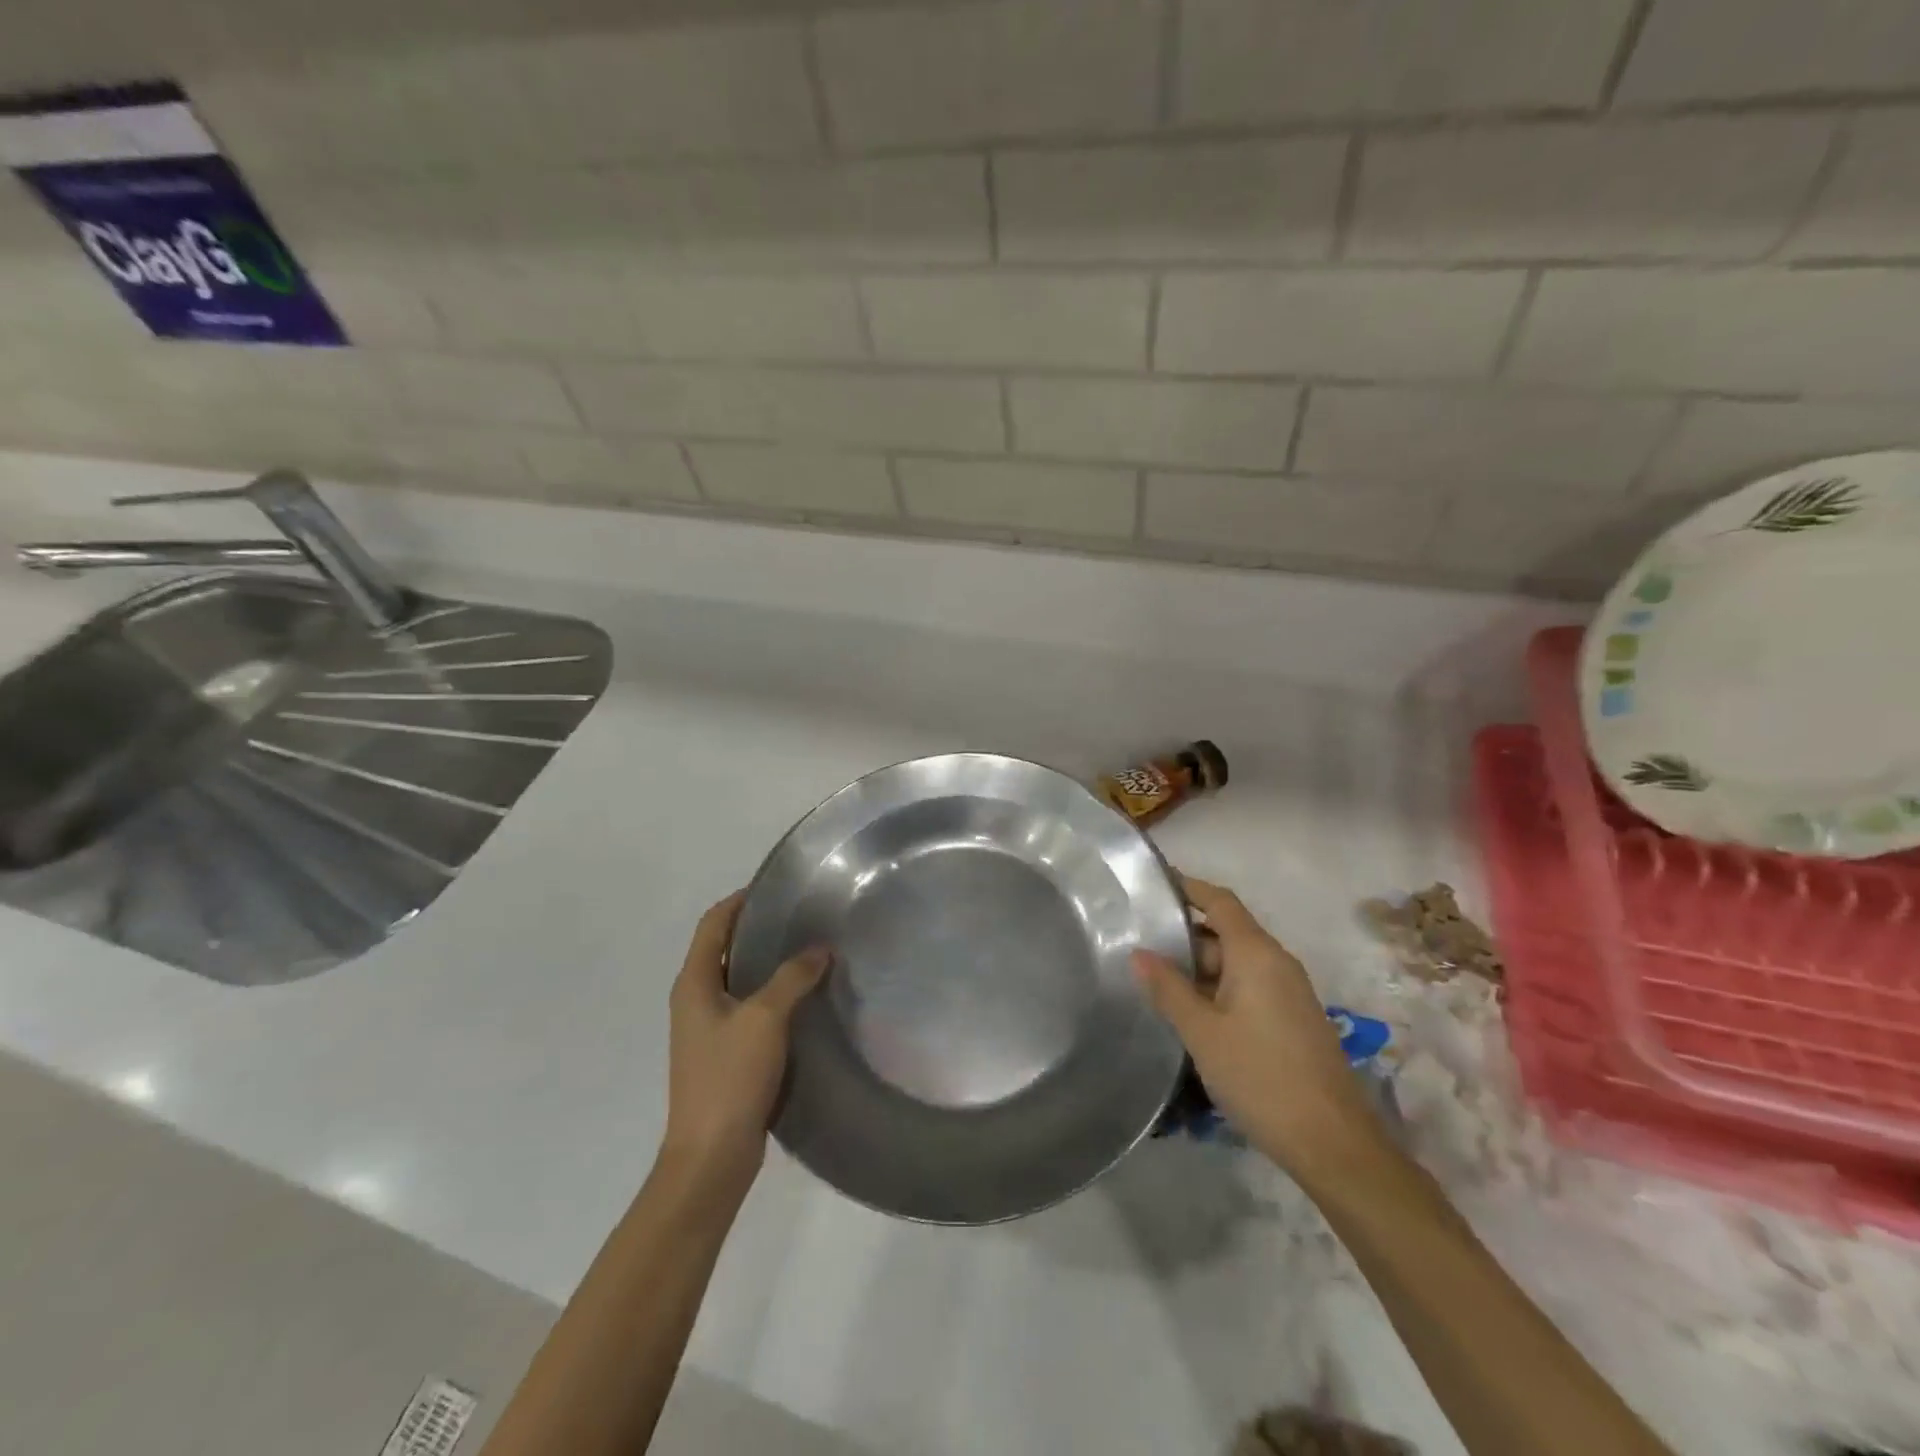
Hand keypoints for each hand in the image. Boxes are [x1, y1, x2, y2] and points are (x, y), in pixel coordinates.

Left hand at [660, 891, 829, 1198]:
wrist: (712, 1156)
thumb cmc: (730, 1078)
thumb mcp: (765, 1019)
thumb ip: (792, 978)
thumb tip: (820, 948)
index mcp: (694, 984)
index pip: (713, 924)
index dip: (739, 901)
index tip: (776, 887)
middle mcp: (695, 1000)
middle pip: (723, 949)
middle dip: (758, 928)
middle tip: (801, 916)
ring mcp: (708, 1029)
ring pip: (738, 979)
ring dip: (767, 962)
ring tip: (809, 950)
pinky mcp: (725, 1053)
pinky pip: (749, 1008)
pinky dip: (772, 993)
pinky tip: (804, 997)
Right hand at [1133, 875, 1378, 1171]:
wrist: (1332, 1142)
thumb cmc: (1260, 1076)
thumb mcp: (1201, 1032)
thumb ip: (1168, 989)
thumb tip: (1138, 953)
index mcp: (1256, 953)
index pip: (1220, 901)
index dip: (1188, 888)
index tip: (1153, 884)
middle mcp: (1277, 962)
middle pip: (1227, 931)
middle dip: (1185, 936)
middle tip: (1140, 946)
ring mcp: (1290, 992)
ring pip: (1237, 962)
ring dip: (1200, 968)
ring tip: (1157, 983)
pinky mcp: (1294, 1019)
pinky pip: (1250, 986)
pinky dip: (1219, 988)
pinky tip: (1193, 1015)